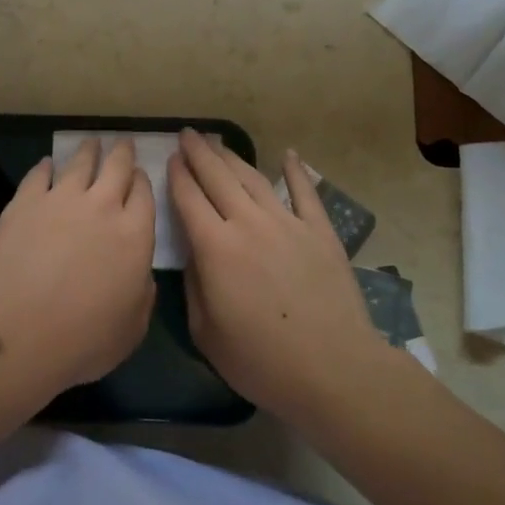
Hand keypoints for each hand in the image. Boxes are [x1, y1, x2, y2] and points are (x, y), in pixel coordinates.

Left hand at [0, 138, 155, 397]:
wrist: (21, 328)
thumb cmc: (84, 339)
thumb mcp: (132, 329)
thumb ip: (142, 295)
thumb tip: (142, 277)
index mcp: (135, 235)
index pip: (144, 195)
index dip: (142, 182)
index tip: (139, 175)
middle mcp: (103, 207)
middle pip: (117, 167)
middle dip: (122, 152)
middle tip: (122, 143)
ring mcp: (62, 199)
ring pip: (80, 162)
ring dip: (88, 150)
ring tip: (90, 143)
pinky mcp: (26, 201)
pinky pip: (40, 173)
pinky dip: (46, 166)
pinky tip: (47, 163)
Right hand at [168, 129, 384, 420]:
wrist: (334, 370)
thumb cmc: (262, 361)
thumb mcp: (206, 332)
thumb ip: (194, 285)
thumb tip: (194, 254)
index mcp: (215, 247)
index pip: (188, 198)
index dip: (177, 175)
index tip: (170, 158)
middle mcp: (248, 223)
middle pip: (217, 177)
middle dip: (199, 153)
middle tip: (188, 134)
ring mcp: (287, 223)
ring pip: (253, 178)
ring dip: (233, 157)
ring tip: (219, 142)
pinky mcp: (320, 231)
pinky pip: (305, 192)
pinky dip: (295, 171)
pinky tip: (289, 154)